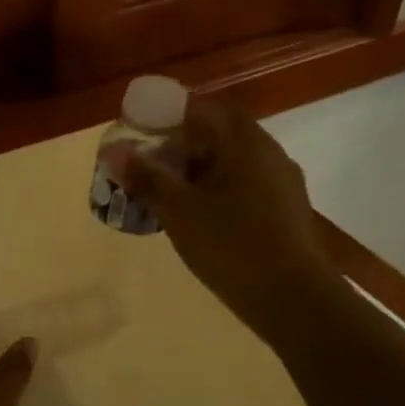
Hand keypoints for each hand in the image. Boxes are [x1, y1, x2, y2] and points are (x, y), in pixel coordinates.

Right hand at [107, 96, 335, 338]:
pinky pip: (244, 185)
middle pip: (219, 133)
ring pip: (232, 162)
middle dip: (180, 143)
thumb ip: (146, 177)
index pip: (202, 108)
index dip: (167, 113)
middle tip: (148, 162)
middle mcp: (268, 153)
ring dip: (198, 168)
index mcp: (244, 142)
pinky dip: (216, 189)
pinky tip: (198, 216)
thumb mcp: (178, 211)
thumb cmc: (230, 245)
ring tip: (167, 191)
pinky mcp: (285, 210)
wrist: (291, 297)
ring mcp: (281, 182)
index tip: (139, 128)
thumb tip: (113, 150)